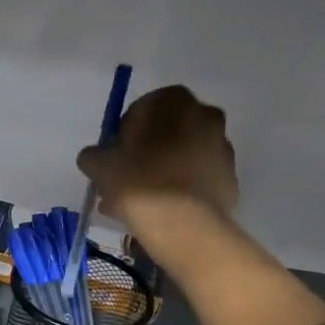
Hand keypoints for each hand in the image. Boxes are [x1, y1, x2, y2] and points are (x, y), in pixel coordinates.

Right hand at [75, 84, 237, 229]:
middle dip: (145, 154)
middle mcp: (205, 114)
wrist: (183, 223)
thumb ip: (94, 154)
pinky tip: (161, 212)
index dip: (124, 135)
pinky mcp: (230, 177)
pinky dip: (180, 190)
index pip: (141, 110)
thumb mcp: (98, 165)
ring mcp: (222, 146)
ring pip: (181, 157)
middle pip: (165, 134)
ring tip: (139, 204)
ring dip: (161, 173)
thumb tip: (97, 156)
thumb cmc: (138, 181)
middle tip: (125, 181)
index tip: (115, 158)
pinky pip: (196, 179)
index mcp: (172, 101)